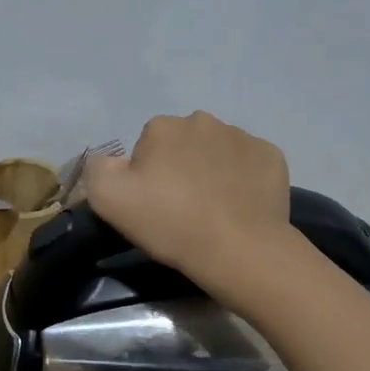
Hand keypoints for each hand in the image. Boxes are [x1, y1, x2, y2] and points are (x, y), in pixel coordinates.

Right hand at [81, 112, 293, 296]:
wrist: (238, 249)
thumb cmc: (170, 222)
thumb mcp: (107, 198)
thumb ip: (97, 168)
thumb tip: (111, 161)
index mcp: (162, 127)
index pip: (146, 147)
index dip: (146, 176)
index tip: (152, 204)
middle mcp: (202, 120)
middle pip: (182, 144)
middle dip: (180, 167)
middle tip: (181, 208)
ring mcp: (242, 137)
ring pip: (217, 151)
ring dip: (212, 171)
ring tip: (213, 210)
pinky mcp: (272, 157)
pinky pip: (249, 164)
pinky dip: (244, 180)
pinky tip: (240, 207)